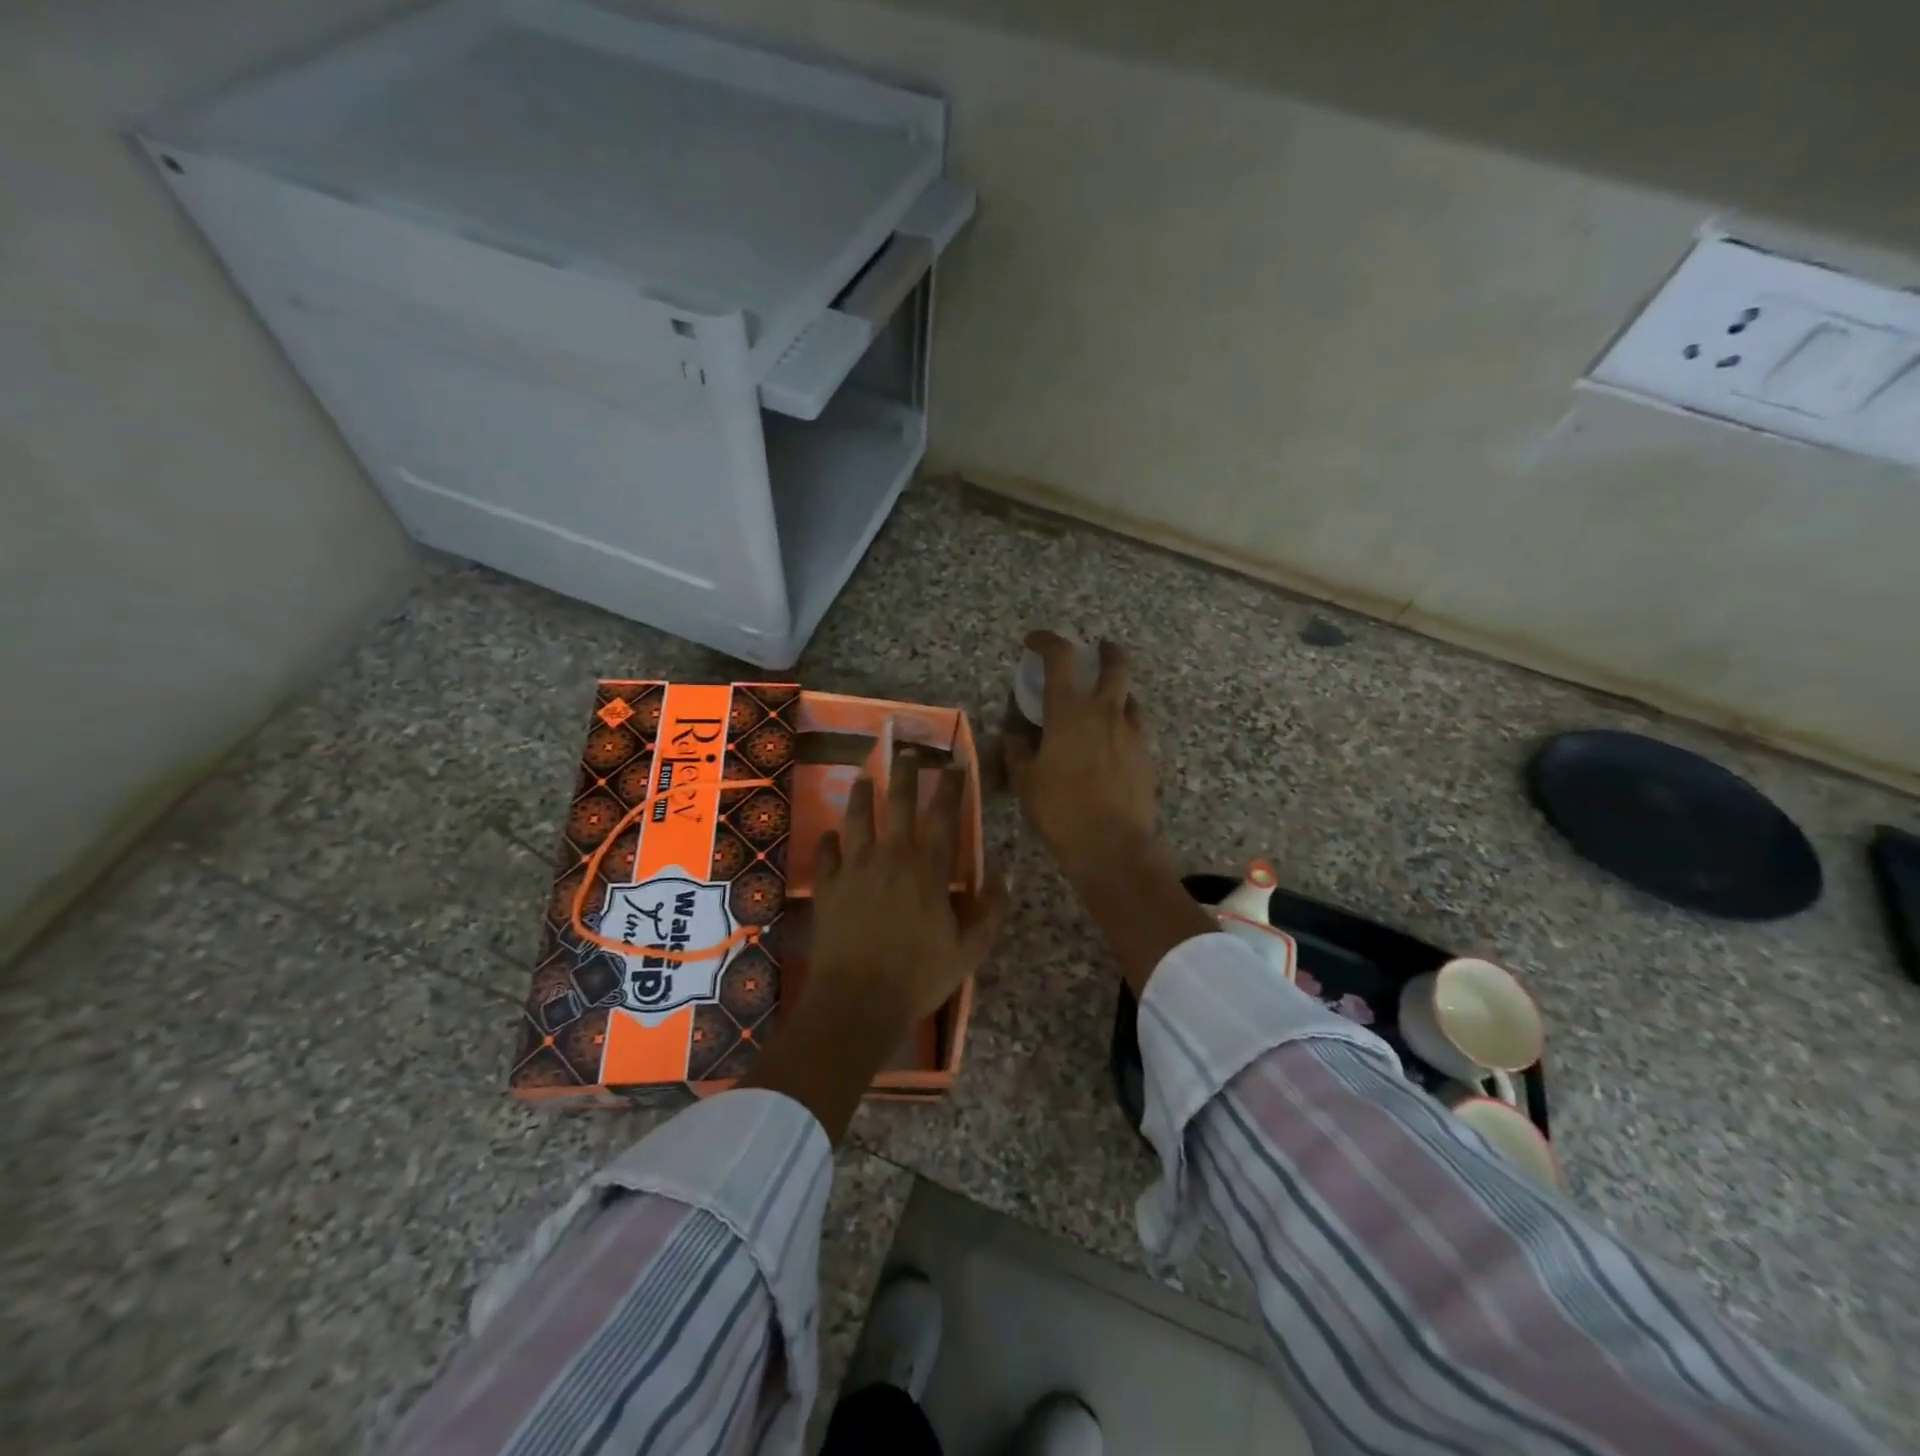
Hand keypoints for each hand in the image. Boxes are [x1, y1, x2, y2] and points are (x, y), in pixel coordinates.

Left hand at [811, 767, 1006, 1026]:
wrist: (858, 1001)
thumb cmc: (919, 977)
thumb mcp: (971, 949)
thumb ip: (990, 908)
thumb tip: (1000, 871)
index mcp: (928, 868)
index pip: (944, 814)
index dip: (951, 785)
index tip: (955, 764)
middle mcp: (891, 856)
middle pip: (898, 801)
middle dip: (905, 772)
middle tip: (908, 752)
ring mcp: (855, 868)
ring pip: (857, 817)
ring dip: (862, 794)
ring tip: (863, 776)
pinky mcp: (828, 886)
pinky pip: (827, 852)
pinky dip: (830, 839)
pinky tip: (831, 834)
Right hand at [1004, 631, 1213, 995]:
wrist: (1113, 847)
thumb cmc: (1060, 811)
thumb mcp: (1026, 782)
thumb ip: (1018, 752)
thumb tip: (1014, 736)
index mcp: (1070, 712)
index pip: (1060, 658)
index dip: (1047, 641)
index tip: (1035, 640)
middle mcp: (1106, 713)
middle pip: (1115, 664)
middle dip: (1106, 651)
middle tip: (1098, 650)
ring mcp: (1132, 734)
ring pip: (1131, 697)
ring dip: (1118, 692)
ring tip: (1104, 703)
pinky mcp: (1147, 757)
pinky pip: (1136, 729)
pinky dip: (1124, 725)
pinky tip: (1114, 743)